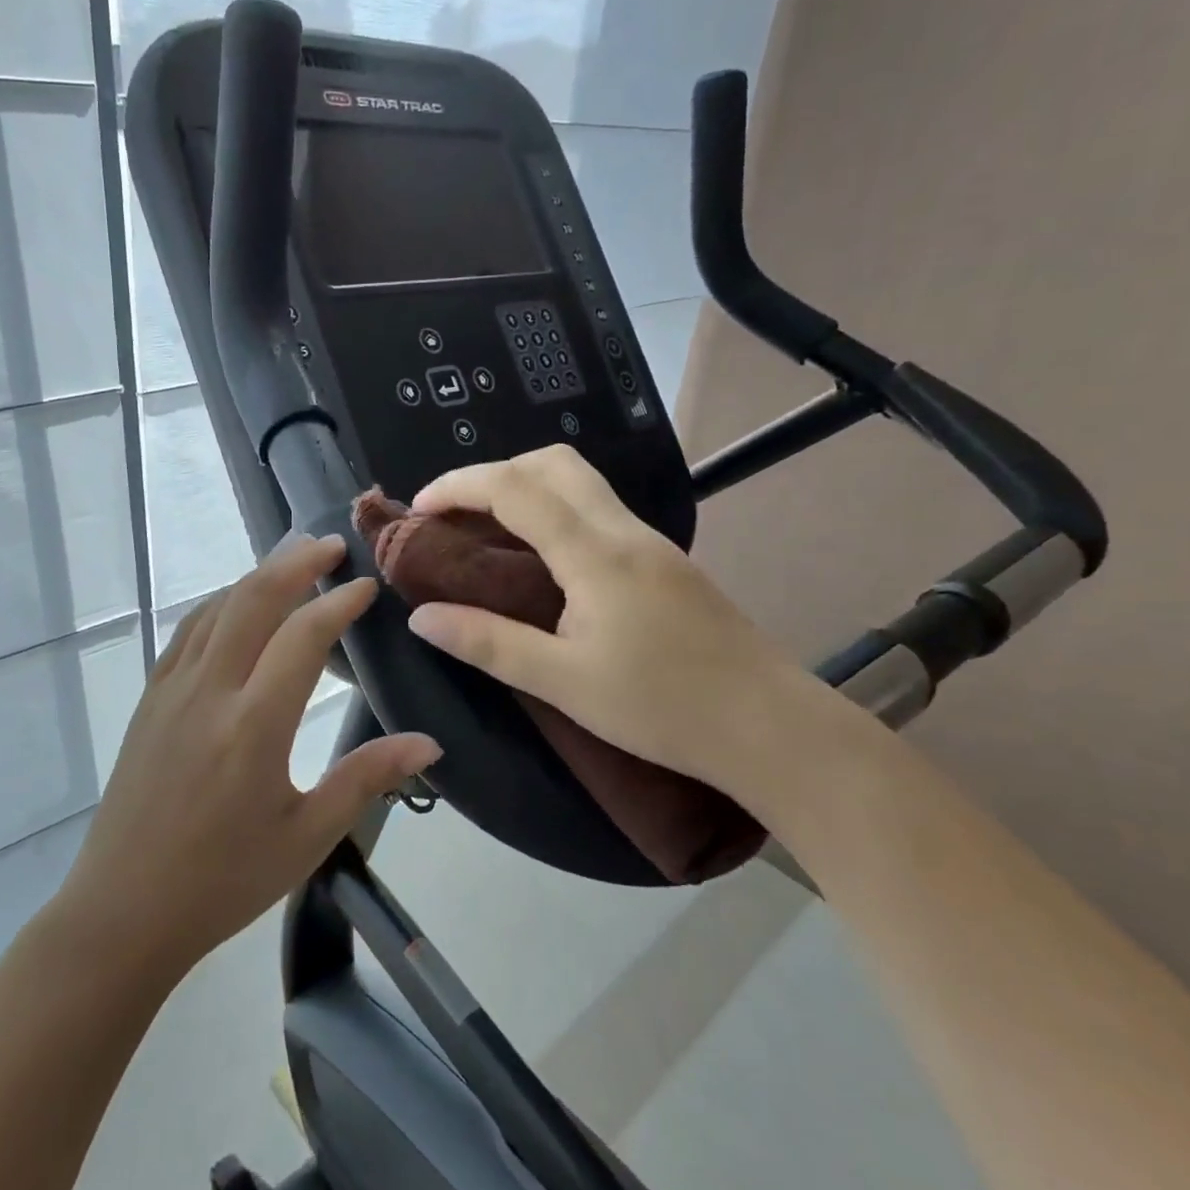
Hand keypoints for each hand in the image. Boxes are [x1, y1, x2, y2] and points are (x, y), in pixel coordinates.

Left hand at [58, 534, 439, 977]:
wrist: (123, 911)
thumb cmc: (223, 881)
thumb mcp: (307, 837)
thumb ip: (367, 780)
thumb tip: (430, 743)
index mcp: (253, 726)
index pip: (302, 637)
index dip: (338, 603)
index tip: (367, 587)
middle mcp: (209, 692)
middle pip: (253, 600)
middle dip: (295, 563)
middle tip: (330, 546)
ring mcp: (171, 690)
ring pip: (217, 608)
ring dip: (257, 576)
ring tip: (291, 560)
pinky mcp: (149, 699)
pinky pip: (188, 631)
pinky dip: (220, 603)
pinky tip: (237, 605)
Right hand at [405, 445, 840, 811]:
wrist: (771, 727)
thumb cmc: (663, 708)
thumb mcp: (564, 683)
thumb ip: (488, 643)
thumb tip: (421, 617)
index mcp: (595, 552)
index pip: (515, 487)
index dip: (459, 486)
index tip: (418, 509)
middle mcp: (624, 530)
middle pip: (553, 462)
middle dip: (493, 473)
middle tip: (454, 516)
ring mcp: (650, 541)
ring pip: (580, 481)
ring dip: (526, 486)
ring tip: (489, 532)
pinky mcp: (665, 560)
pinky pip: (597, 509)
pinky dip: (554, 509)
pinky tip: (542, 557)